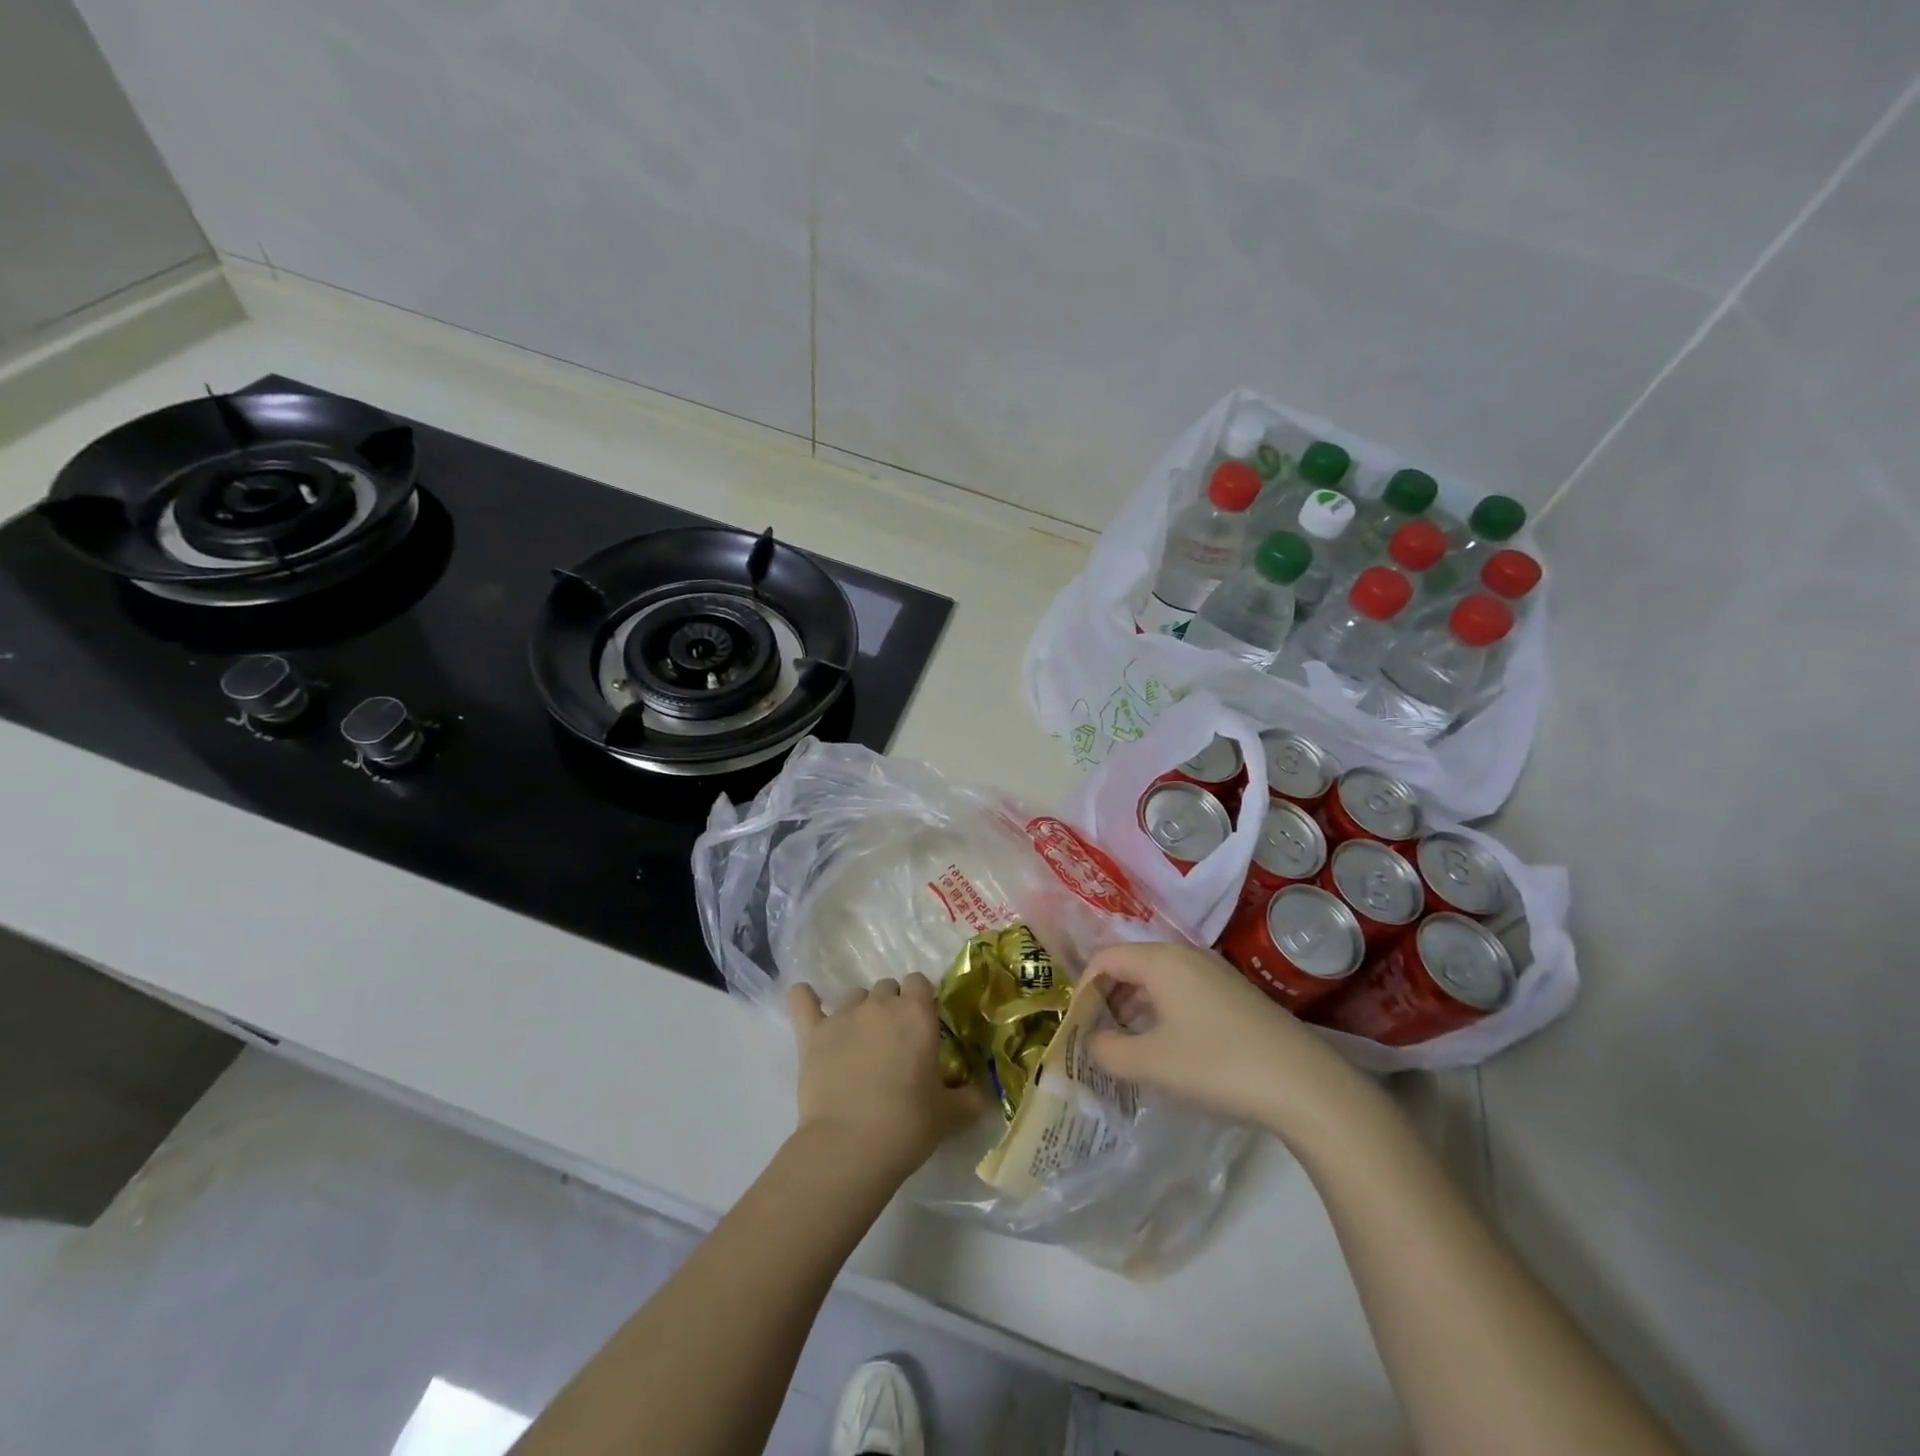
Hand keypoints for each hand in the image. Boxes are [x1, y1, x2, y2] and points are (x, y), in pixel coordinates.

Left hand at [787, 974, 983, 1181]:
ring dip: (859, 1010)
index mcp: (917, 1014)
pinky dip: (804, 999)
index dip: (920, 1000)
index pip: (919, 982)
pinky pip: (803, 1002)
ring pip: (853, 995)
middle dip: (891, 1006)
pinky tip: (805, 998)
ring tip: (859, 1041)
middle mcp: (880, 1005)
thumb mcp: (949, 1115)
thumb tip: (984, 1098)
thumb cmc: (908, 1125)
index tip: (922, 1026)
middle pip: (887, 987)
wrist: (850, 1146)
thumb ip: (969, 1099)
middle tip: (893, 1041)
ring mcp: (843, 1016)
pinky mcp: (811, 1034)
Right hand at [1086, 942, 1366, 1133]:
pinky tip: (1169, 1048)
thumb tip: (1092, 1043)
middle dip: (1108, 999)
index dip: (1084, 991)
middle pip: (1131, 965)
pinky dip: (1163, 1012)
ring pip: (1158, 980)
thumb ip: (1108, 1051)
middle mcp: (1186, 955)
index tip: (1078, 1028)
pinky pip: (1182, 992)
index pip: (1105, 959)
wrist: (1304, 1085)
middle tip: (1099, 1039)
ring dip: (1135, 1008)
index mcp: (1161, 960)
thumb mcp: (1151, 1063)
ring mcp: (1215, 972)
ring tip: (1128, 1047)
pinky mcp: (1234, 994)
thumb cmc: (1217, 1065)